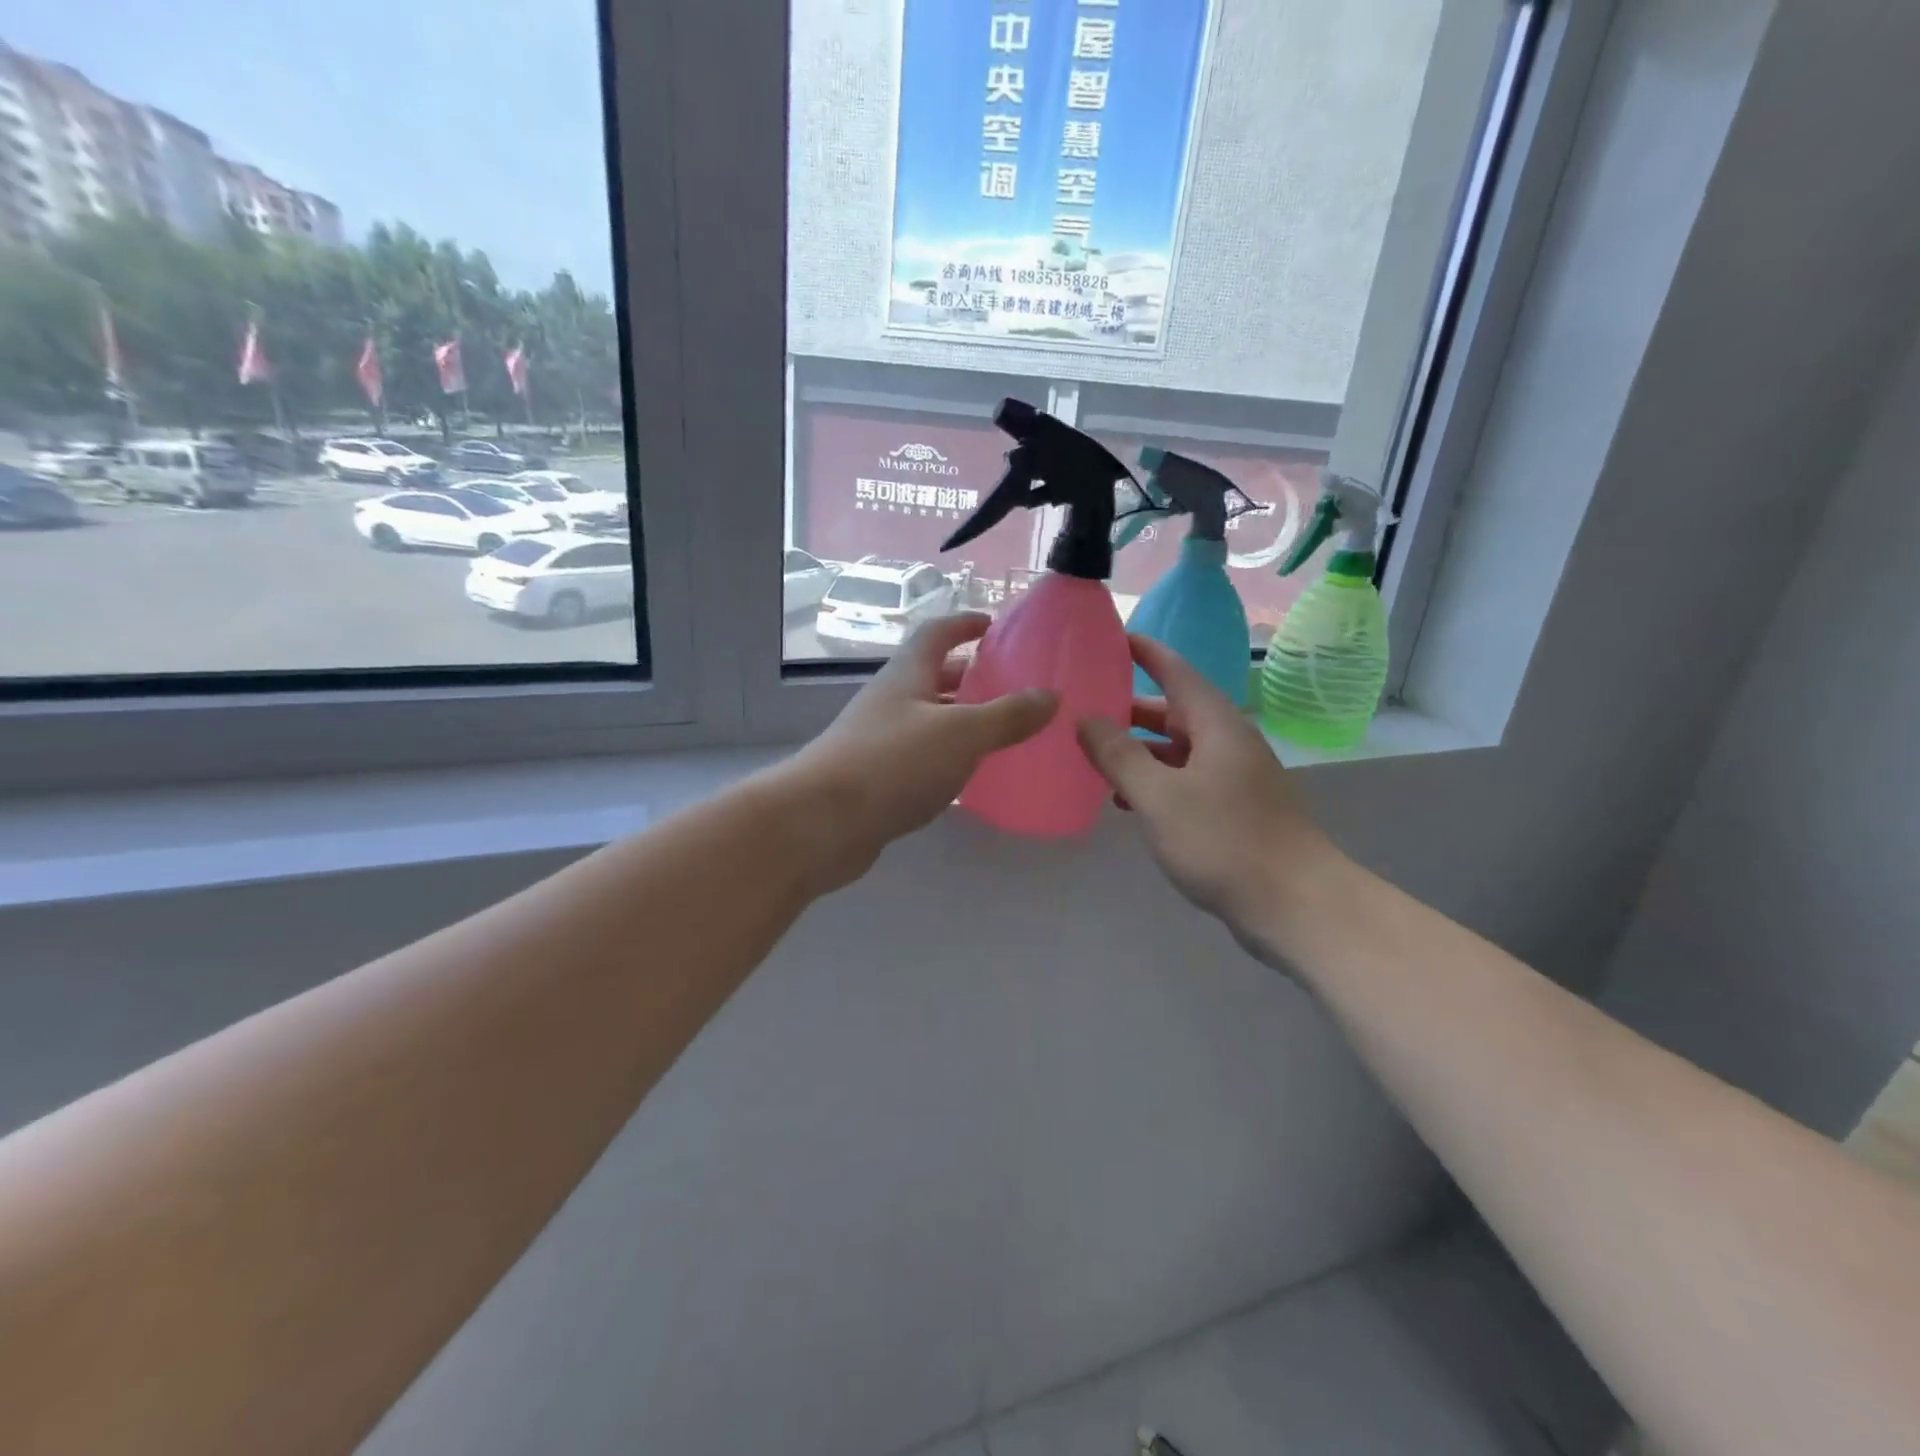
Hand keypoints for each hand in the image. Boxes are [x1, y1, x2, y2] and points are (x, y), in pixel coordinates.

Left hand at [780, 613, 1056, 891]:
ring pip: (927, 720)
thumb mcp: (960, 734)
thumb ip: (1007, 716)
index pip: (936, 634)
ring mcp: (879, 741)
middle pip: (932, 677)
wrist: (821, 823)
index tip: (992, 624)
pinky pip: (920, 758)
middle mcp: (890, 702)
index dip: (963, 624)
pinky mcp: (876, 780)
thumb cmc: (892, 763)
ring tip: (1002, 731)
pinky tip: (969, 777)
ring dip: (960, 720)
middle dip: (969, 676)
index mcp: (906, 676)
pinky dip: (947, 759)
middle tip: (1011, 685)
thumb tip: (1051, 696)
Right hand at [1076, 635, 1340, 934]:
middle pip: (1175, 712)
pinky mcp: (1235, 811)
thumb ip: (1119, 756)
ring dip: (1139, 750)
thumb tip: (1086, 718)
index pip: (1176, 672)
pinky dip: (1155, 782)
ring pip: (1178, 750)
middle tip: (1085, 705)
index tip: (1111, 636)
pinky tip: (1126, 801)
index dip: (1145, 652)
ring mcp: (1234, 778)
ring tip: (1094, 755)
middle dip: (1130, 708)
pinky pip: (1186, 781)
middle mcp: (1228, 743)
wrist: (1295, 905)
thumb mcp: (1159, 797)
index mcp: (1216, 725)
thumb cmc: (1224, 841)